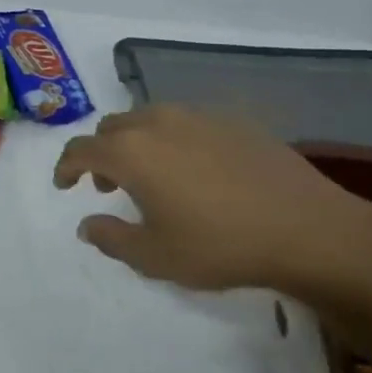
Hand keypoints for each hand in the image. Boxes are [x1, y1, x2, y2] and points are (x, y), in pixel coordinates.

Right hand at [53, 106, 371, 307]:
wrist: (306, 229)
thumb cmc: (220, 246)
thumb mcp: (155, 256)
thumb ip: (111, 238)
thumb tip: (87, 223)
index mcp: (131, 152)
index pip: (81, 149)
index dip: (66, 167)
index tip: (65, 185)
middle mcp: (158, 122)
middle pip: (112, 126)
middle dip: (101, 153)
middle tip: (109, 186)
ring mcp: (198, 116)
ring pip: (149, 118)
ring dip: (136, 142)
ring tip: (152, 177)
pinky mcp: (233, 120)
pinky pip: (186, 122)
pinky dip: (172, 140)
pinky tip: (195, 171)